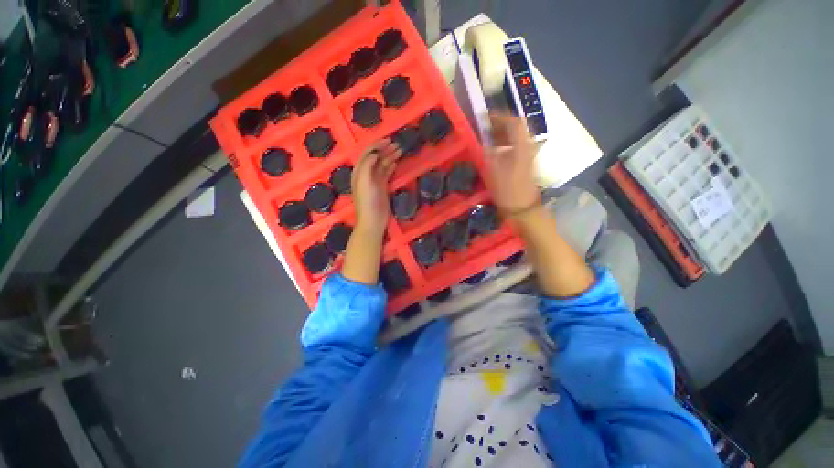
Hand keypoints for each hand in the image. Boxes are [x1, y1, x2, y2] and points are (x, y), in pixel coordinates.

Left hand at [352, 139, 401, 235]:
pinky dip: (391, 166)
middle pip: (376, 157)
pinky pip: (386, 173)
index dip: (377, 145)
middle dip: (385, 149)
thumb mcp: (364, 180)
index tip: (389, 140)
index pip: (368, 153)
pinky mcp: (382, 187)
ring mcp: (374, 181)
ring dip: (390, 157)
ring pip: (382, 164)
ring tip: (400, 151)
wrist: (373, 220)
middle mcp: (366, 174)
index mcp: (359, 171)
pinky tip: (396, 162)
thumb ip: (368, 165)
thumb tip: (375, 153)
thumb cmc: (367, 201)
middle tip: (397, 144)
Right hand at [484, 113, 540, 213]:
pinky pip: (515, 146)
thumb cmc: (507, 189)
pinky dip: (505, 143)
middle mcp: (527, 146)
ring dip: (502, 134)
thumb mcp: (493, 170)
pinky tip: (495, 150)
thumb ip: (488, 152)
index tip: (485, 117)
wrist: (523, 207)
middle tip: (484, 127)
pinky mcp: (525, 162)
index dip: (499, 117)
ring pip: (516, 137)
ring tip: (487, 137)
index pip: (513, 122)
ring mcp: (527, 154)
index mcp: (521, 146)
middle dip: (500, 124)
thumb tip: (483, 140)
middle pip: (516, 128)